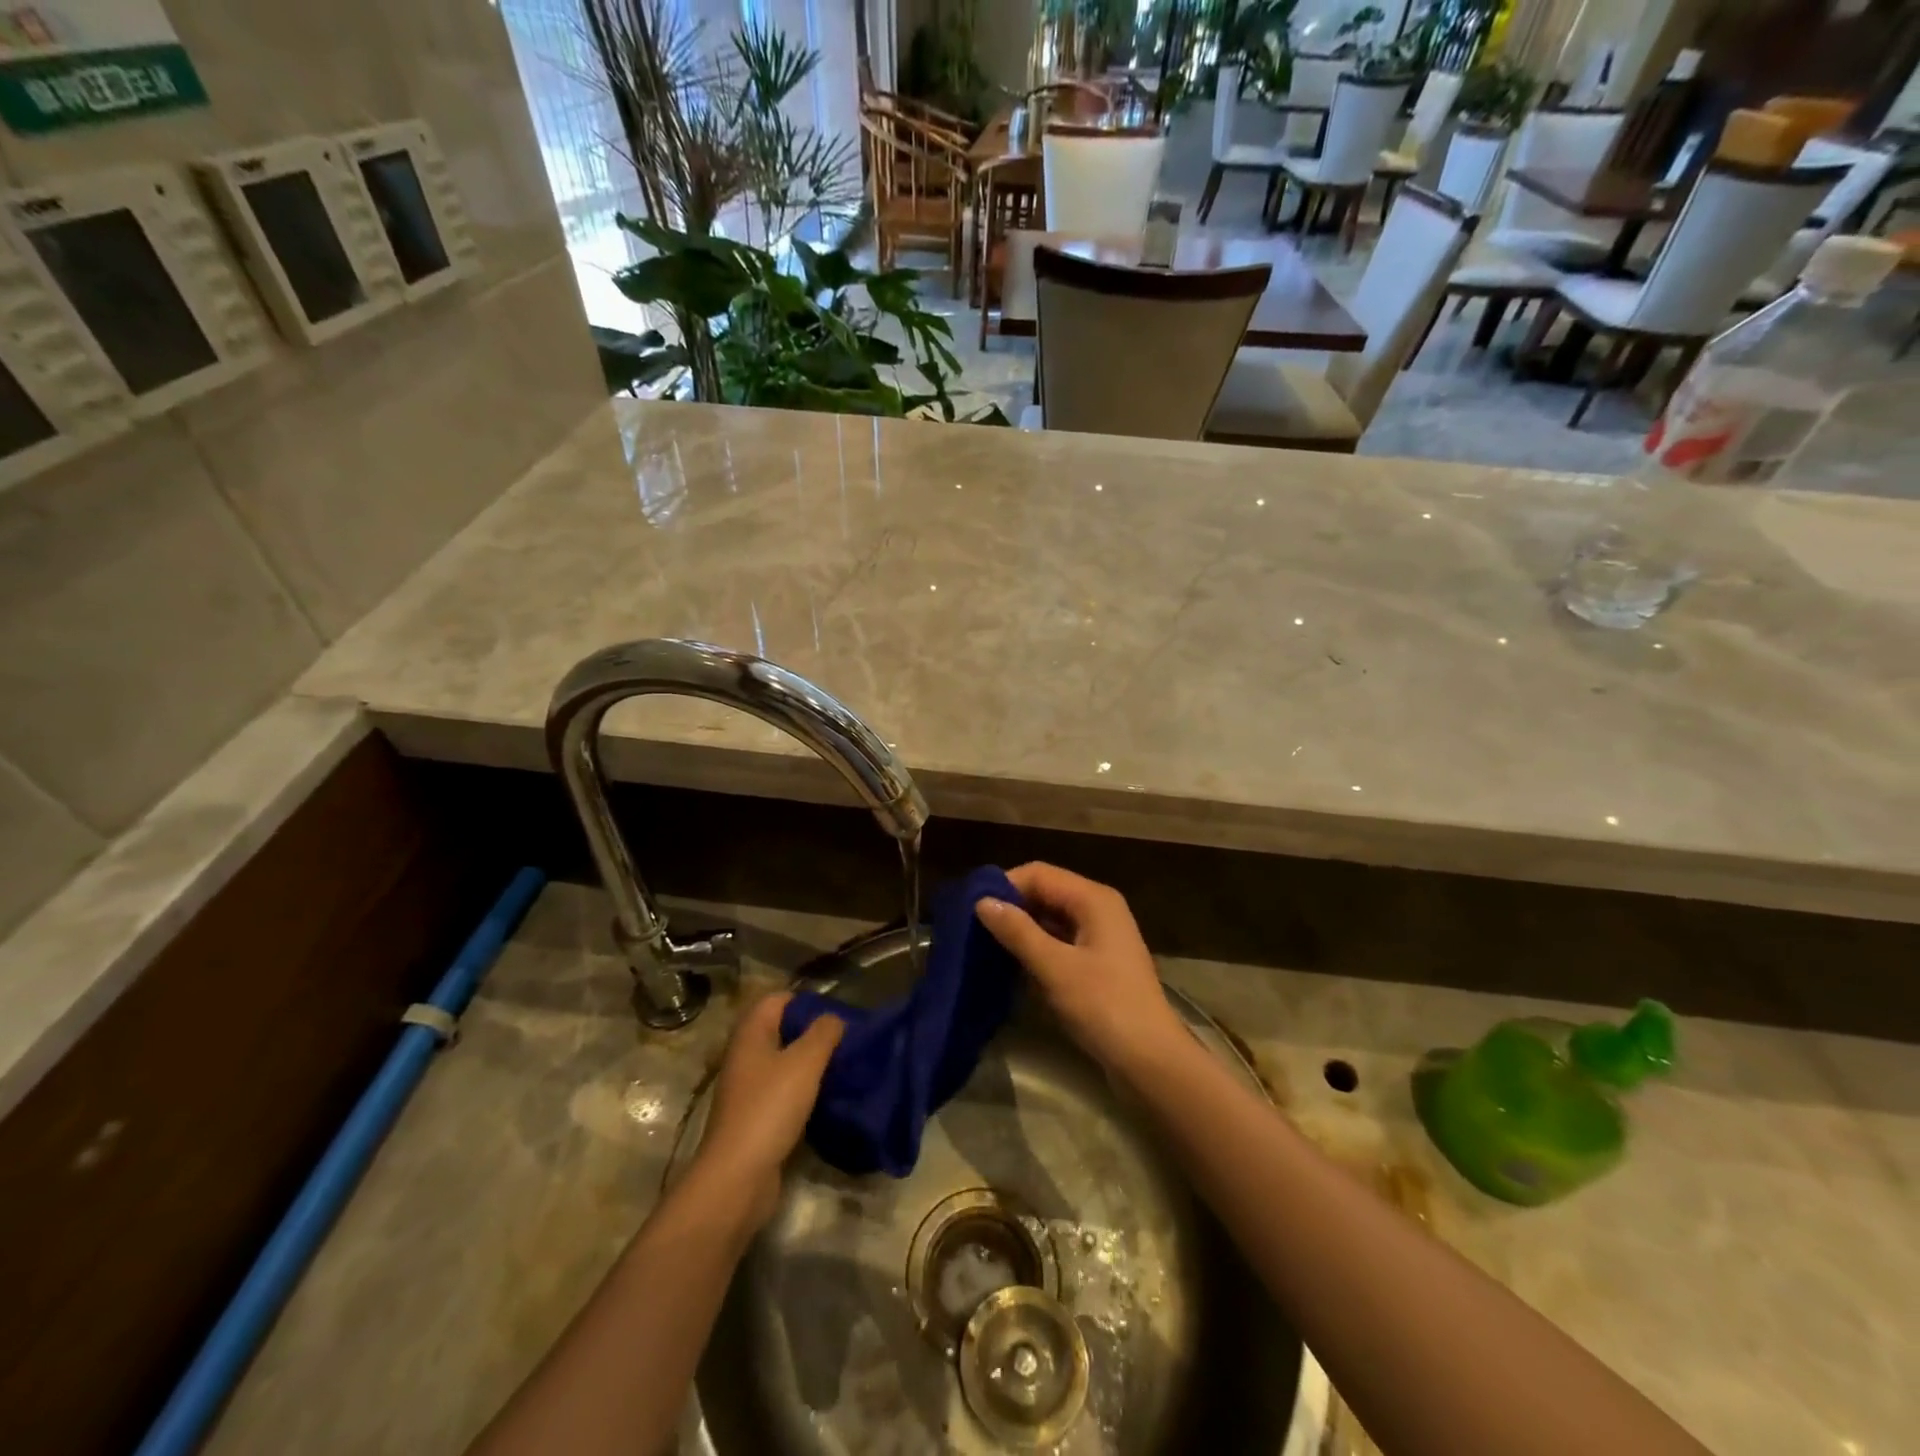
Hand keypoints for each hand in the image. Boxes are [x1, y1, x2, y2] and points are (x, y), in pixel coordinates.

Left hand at [693, 992, 842, 1227]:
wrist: (737, 1178)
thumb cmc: (769, 1108)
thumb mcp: (804, 1062)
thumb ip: (823, 1033)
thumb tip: (835, 1018)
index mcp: (751, 1035)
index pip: (777, 999)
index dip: (806, 1000)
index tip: (837, 1012)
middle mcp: (746, 1057)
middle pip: (782, 1031)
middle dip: (813, 1032)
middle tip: (846, 1039)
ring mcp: (749, 1090)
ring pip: (785, 1064)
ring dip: (811, 1063)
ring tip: (843, 1066)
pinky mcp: (756, 1119)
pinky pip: (784, 1092)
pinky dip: (805, 1091)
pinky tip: (828, 1098)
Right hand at [976, 863, 1184, 1079]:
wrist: (1150, 1060)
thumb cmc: (1104, 1006)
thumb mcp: (1055, 967)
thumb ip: (1018, 931)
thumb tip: (982, 901)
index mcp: (1094, 899)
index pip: (1039, 873)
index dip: (1005, 885)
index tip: (972, 908)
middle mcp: (1099, 908)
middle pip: (1046, 892)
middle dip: (1012, 906)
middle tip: (974, 927)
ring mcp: (1100, 936)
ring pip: (1051, 917)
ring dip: (1022, 928)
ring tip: (985, 944)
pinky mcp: (1097, 962)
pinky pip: (1059, 940)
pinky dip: (1036, 947)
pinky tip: (1012, 964)